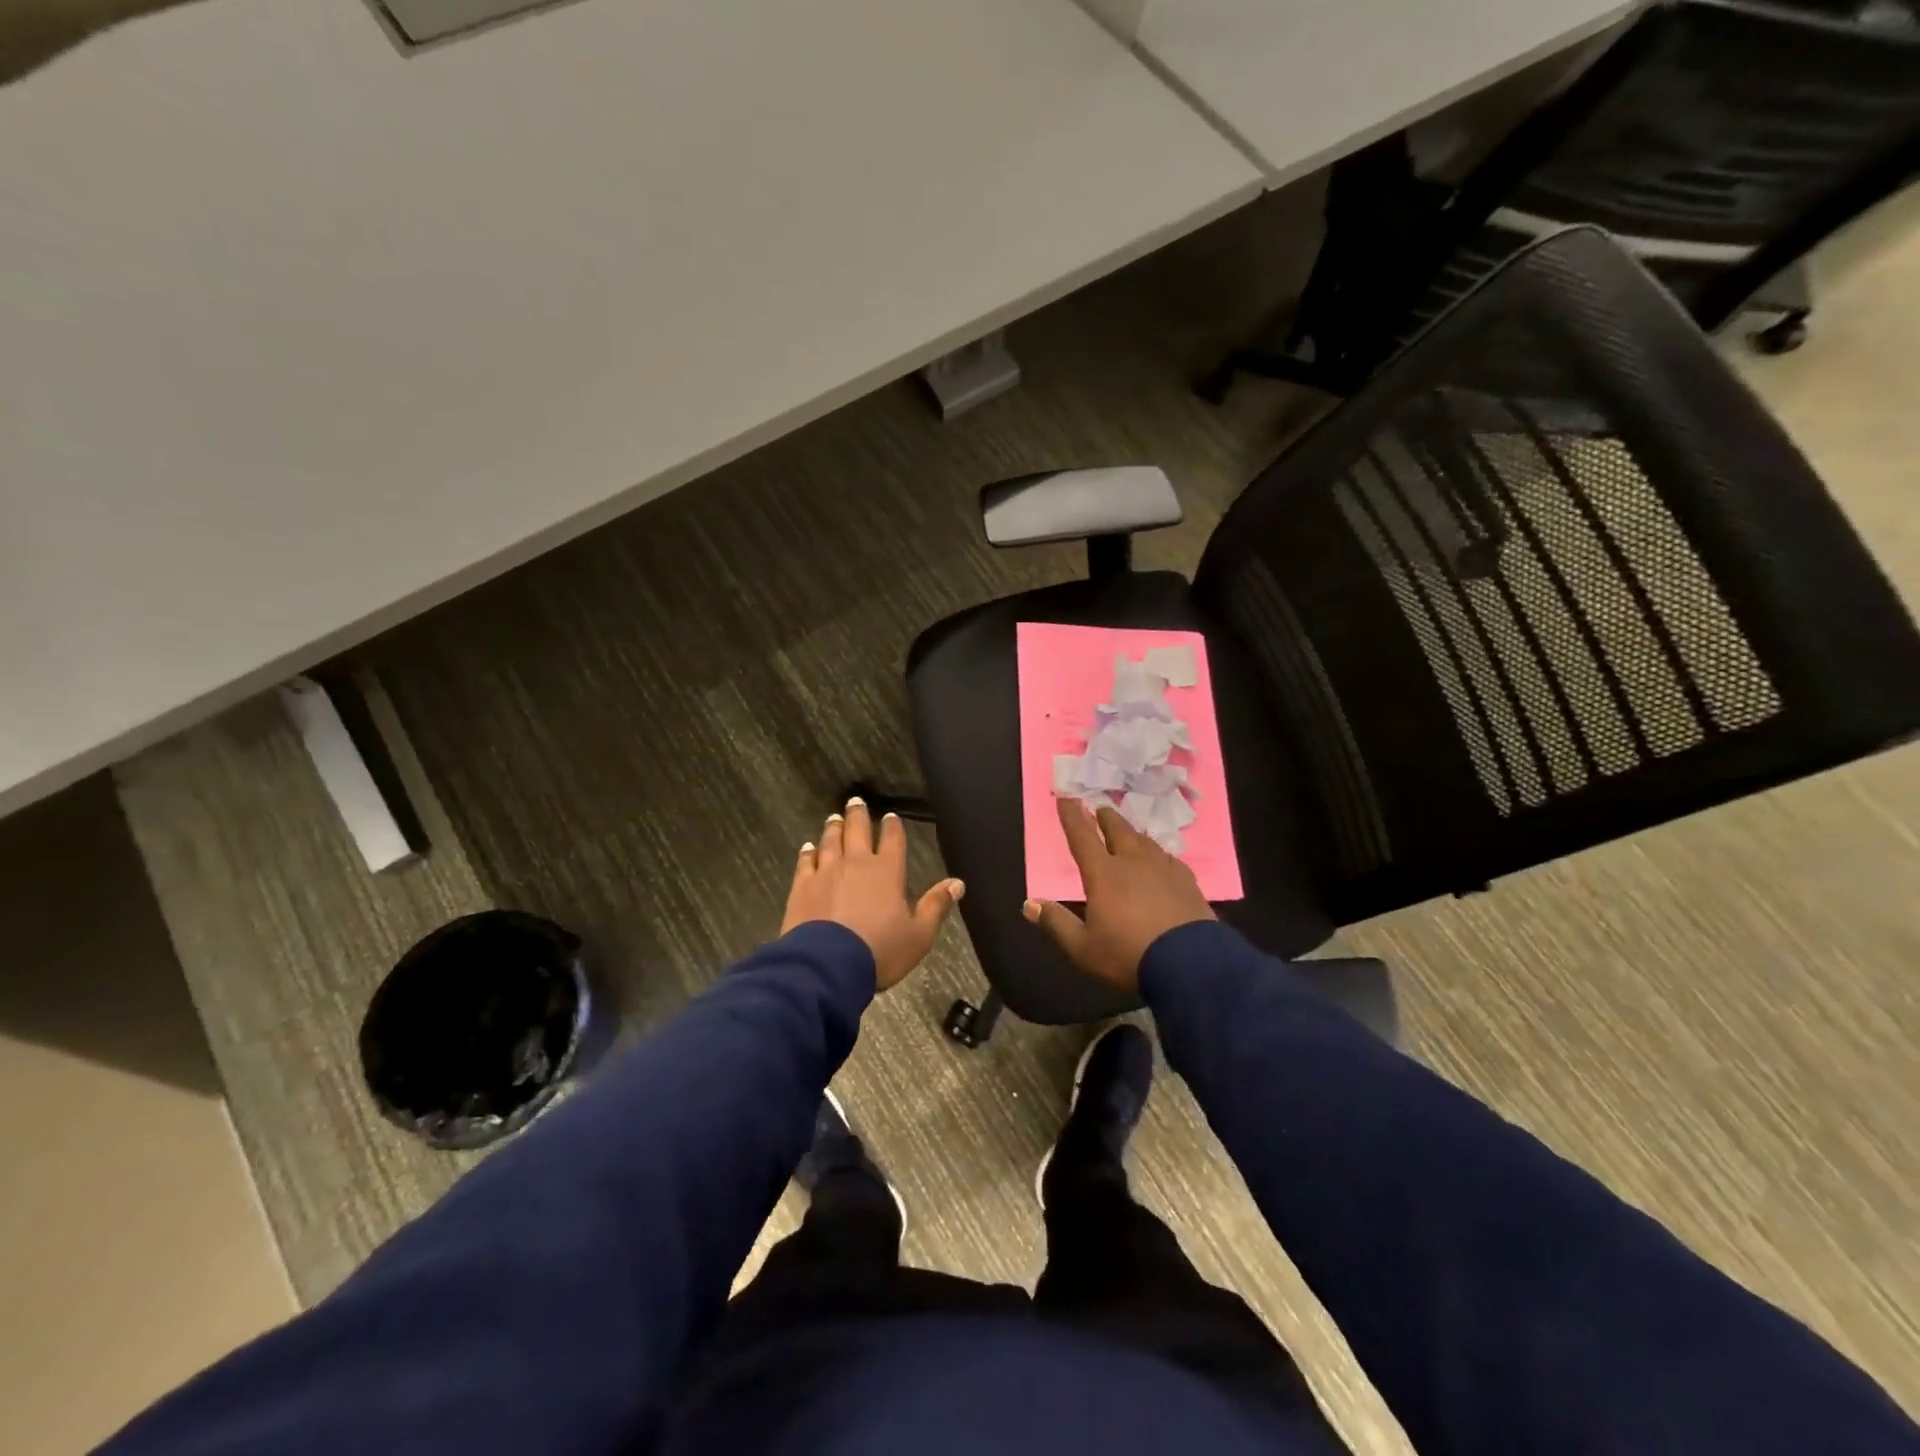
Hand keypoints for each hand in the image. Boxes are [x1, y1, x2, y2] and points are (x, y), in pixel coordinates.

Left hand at [782, 797, 963, 990]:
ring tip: (835, 818)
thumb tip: (958, 883)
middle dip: (858, 815)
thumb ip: (936, 906)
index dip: (892, 826)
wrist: (827, 966)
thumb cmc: (879, 951)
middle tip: (855, 801)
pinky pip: (806, 862)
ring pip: (831, 841)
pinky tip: (808, 847)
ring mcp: (826, 872)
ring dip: (834, 828)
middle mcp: (856, 863)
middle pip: (857, 830)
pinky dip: (808, 852)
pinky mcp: (802, 886)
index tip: (890, 817)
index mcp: (888, 871)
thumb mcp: (919, 935)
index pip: (892, 840)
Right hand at [1023, 797, 1213, 993]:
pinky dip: (1158, 853)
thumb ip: (1056, 923)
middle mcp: (1133, 863)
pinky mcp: (1187, 882)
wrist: (1191, 966)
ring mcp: (1163, 869)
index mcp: (1103, 874)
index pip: (1082, 837)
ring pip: (1145, 841)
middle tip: (1101, 810)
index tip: (1066, 798)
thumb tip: (1029, 904)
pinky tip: (1161, 860)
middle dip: (1106, 817)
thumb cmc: (1128, 956)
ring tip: (1128, 833)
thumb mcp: (1083, 948)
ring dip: (1132, 833)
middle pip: (1118, 830)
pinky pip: (1169, 857)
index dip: (1072, 816)